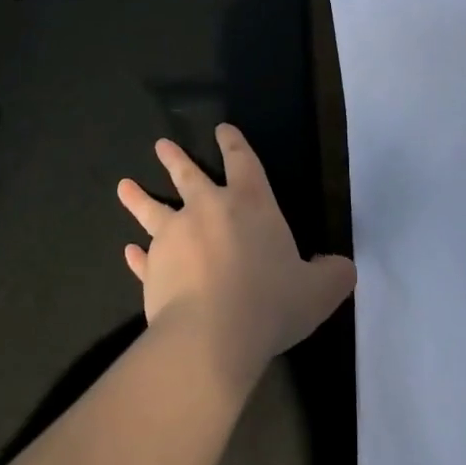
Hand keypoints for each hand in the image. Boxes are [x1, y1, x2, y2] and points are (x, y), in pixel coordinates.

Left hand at [117, 125, 355, 390]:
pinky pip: (143, 259)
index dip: (233, 143)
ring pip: (152, 209)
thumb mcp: (318, 291)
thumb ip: (333, 275)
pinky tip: (128, 253)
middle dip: (175, 158)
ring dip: (138, 197)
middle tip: (161, 144)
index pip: (242, 162)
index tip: (222, 129)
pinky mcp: (153, 270)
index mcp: (250, 205)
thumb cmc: (270, 302)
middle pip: (188, 176)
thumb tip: (341, 268)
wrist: (211, 336)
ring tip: (123, 186)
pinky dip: (136, 256)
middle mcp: (207, 210)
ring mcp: (174, 238)